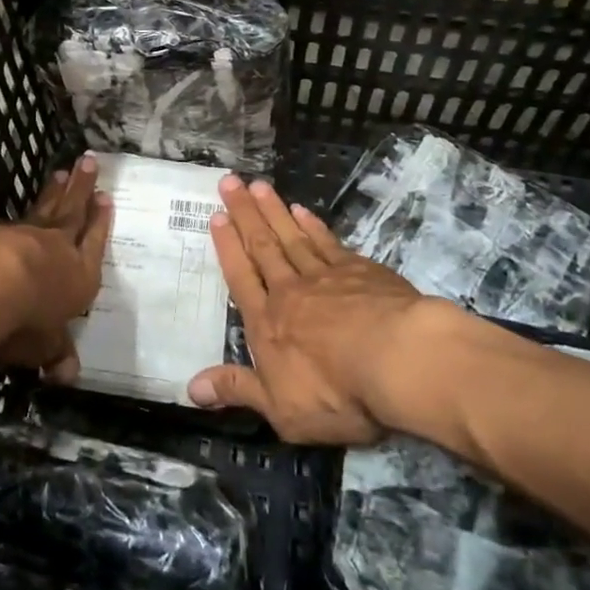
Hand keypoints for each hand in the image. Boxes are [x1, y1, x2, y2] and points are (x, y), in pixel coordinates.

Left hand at [0, 153, 111, 383]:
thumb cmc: (22, 321)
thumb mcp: (42, 347)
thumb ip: (54, 355)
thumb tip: (67, 376)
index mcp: (78, 277)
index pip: (94, 244)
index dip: (100, 223)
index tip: (105, 198)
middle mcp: (55, 249)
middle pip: (72, 212)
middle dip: (82, 188)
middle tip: (88, 161)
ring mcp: (23, 235)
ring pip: (44, 208)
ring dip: (53, 192)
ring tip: (60, 173)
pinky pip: (8, 221)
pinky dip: (15, 216)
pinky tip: (12, 214)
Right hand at [188, 175, 432, 442]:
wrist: (399, 362)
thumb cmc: (336, 393)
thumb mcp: (280, 408)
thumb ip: (237, 389)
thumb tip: (190, 387)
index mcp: (267, 322)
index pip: (240, 277)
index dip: (227, 247)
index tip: (217, 216)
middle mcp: (290, 291)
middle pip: (262, 246)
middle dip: (244, 213)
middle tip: (230, 181)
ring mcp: (327, 276)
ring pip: (292, 236)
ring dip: (273, 210)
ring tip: (258, 185)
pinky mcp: (362, 271)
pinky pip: (329, 242)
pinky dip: (313, 225)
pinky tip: (303, 211)